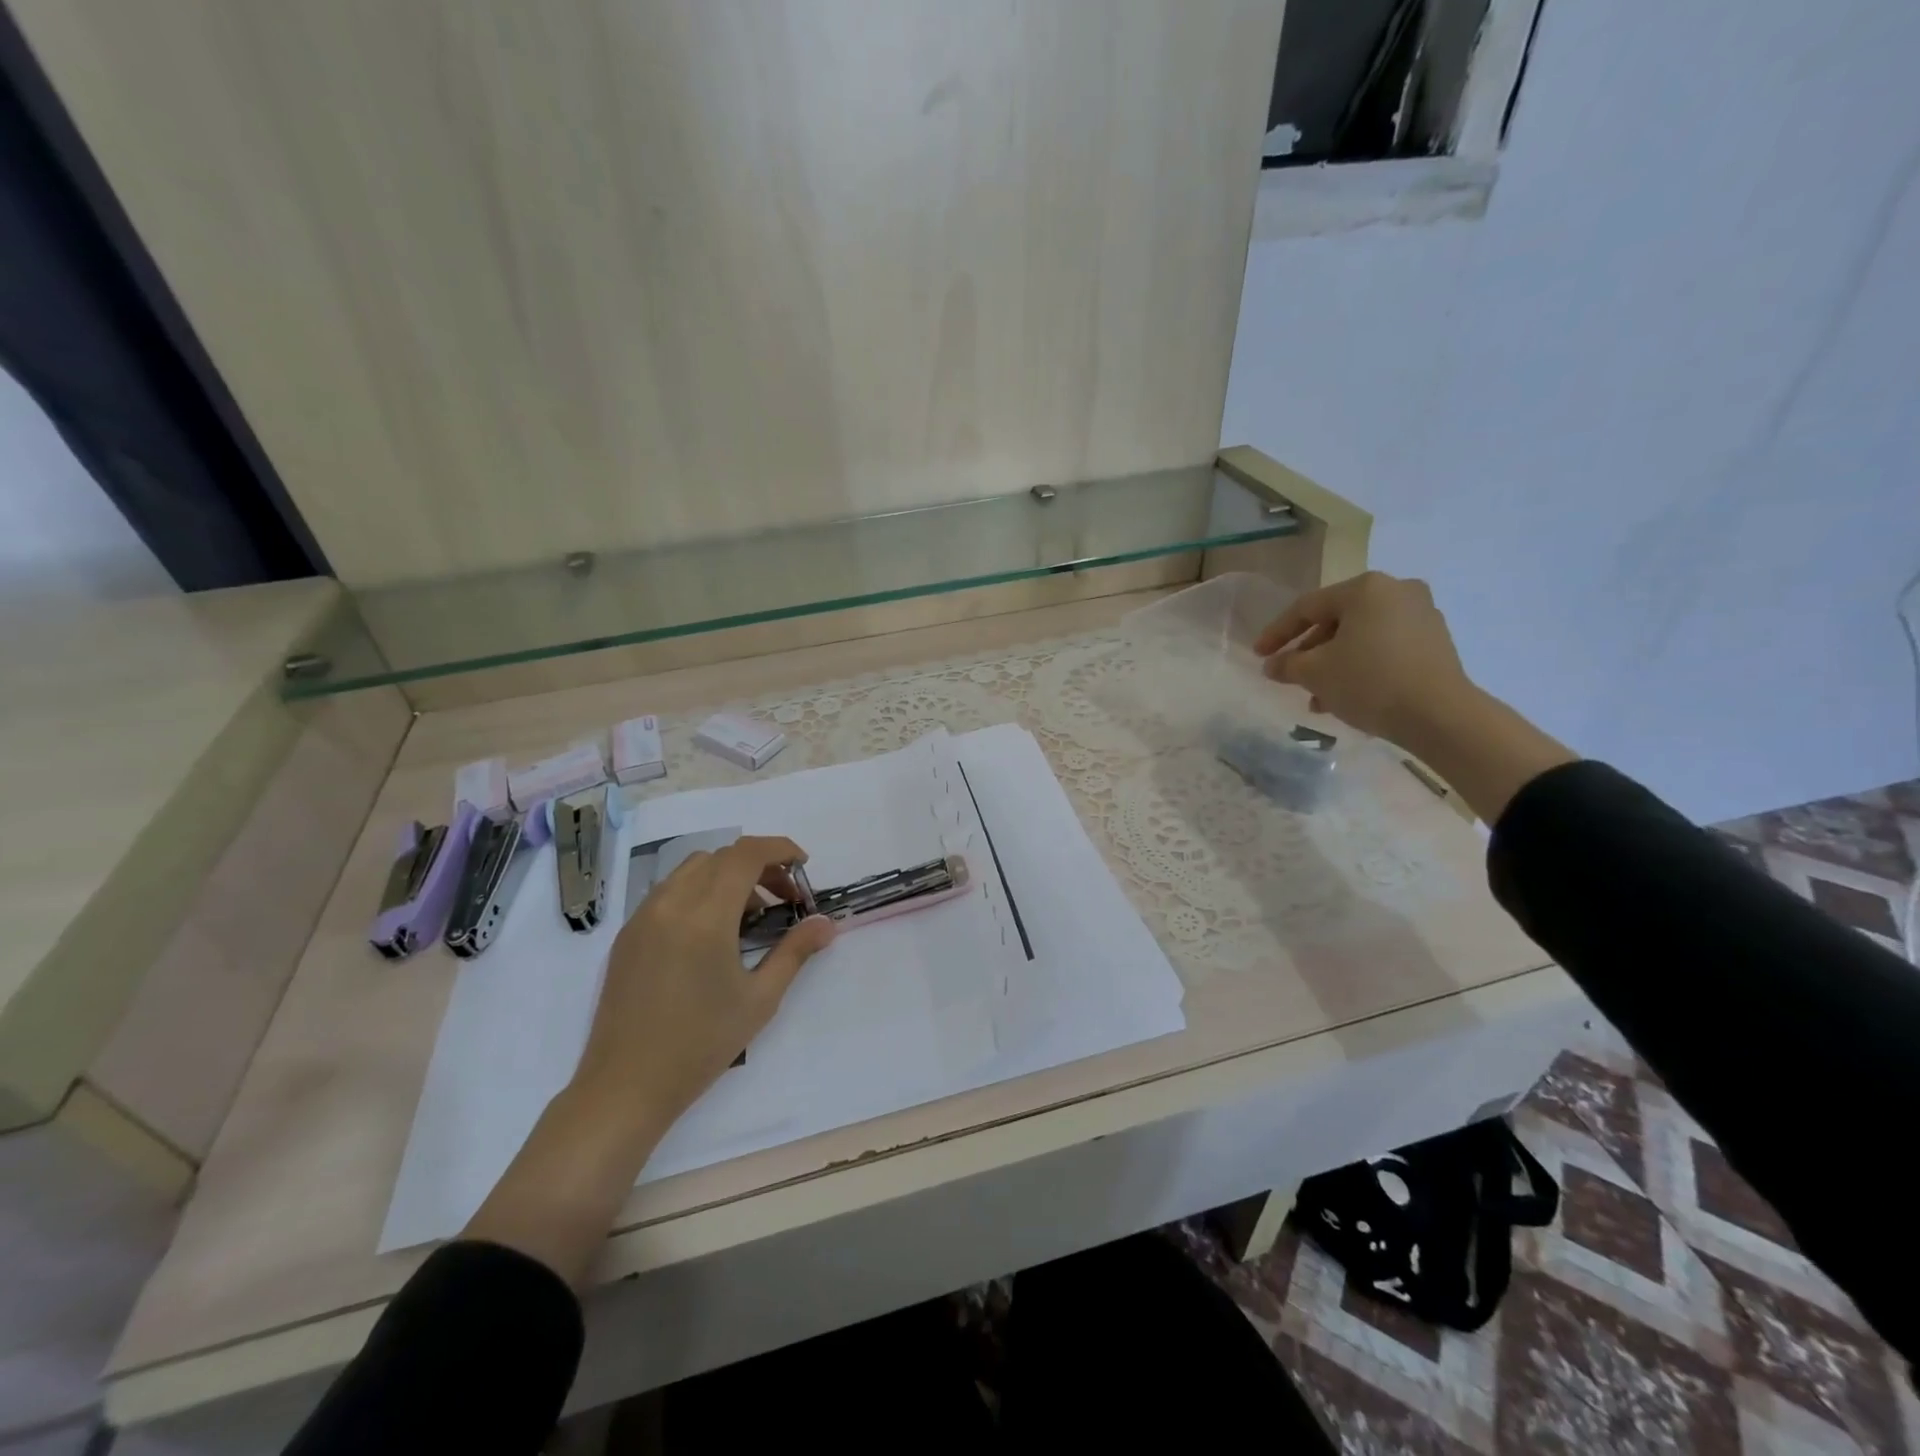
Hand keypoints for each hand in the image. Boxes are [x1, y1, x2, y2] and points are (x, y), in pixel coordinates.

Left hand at [572, 834, 835, 1129]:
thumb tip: (826, 924)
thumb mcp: (760, 999)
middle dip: (760, 865)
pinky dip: (700, 891)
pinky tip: (712, 933)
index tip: (804, 866)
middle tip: (785, 898)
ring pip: (693, 869)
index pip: (746, 855)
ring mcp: (643, 917)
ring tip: (750, 915)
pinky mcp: (628, 935)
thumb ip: (795, 952)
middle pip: (722, 857)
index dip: (780, 849)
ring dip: (728, 875)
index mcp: (705, 916)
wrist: (625, 1087)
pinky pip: (670, 891)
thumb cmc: (701, 1044)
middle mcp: (671, 904)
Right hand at [1254, 572, 1475, 744]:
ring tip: (1316, 696)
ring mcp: (1421, 614)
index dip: (1277, 633)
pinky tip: (1346, 694)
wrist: (1440, 715)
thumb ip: (1287, 664)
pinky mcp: (1435, 641)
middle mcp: (1396, 591)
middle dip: (1309, 651)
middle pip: (1336, 620)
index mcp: (1365, 588)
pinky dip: (1361, 665)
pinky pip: (1384, 647)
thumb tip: (1272, 665)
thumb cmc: (1370, 681)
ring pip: (1360, 637)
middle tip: (1289, 675)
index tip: (1258, 655)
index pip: (1307, 607)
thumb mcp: (1315, 673)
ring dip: (1333, 663)